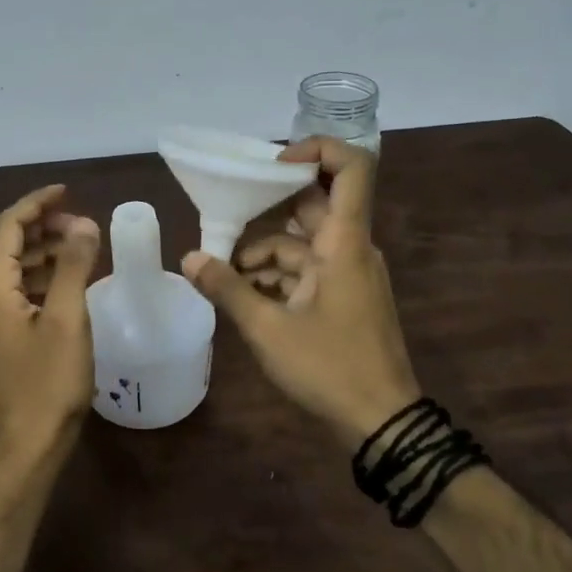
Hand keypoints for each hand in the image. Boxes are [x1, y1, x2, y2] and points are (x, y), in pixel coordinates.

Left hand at [0, 185, 100, 470]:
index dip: (35, 204)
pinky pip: (14, 290)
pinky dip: (39, 276)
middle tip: (79, 220)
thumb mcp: (68, 319)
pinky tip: (68, 279)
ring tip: (79, 244)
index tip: (66, 190)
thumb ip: (74, 266)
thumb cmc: (49, 383)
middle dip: (40, 225)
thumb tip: (83, 223)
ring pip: (10, 268)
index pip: (6, 228)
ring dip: (41, 250)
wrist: (29, 446)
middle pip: (4, 245)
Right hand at [182, 138, 419, 441]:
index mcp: (344, 242)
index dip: (317, 149)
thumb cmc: (329, 367)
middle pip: (311, 206)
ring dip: (264, 252)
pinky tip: (245, 295)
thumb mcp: (268, 328)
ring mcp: (350, 273)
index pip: (351, 168)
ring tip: (224, 274)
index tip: (272, 164)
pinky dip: (278, 275)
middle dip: (265, 211)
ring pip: (303, 243)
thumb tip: (189, 260)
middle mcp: (351, 248)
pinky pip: (308, 269)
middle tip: (223, 220)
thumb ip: (227, 288)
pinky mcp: (344, 296)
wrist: (382, 422)